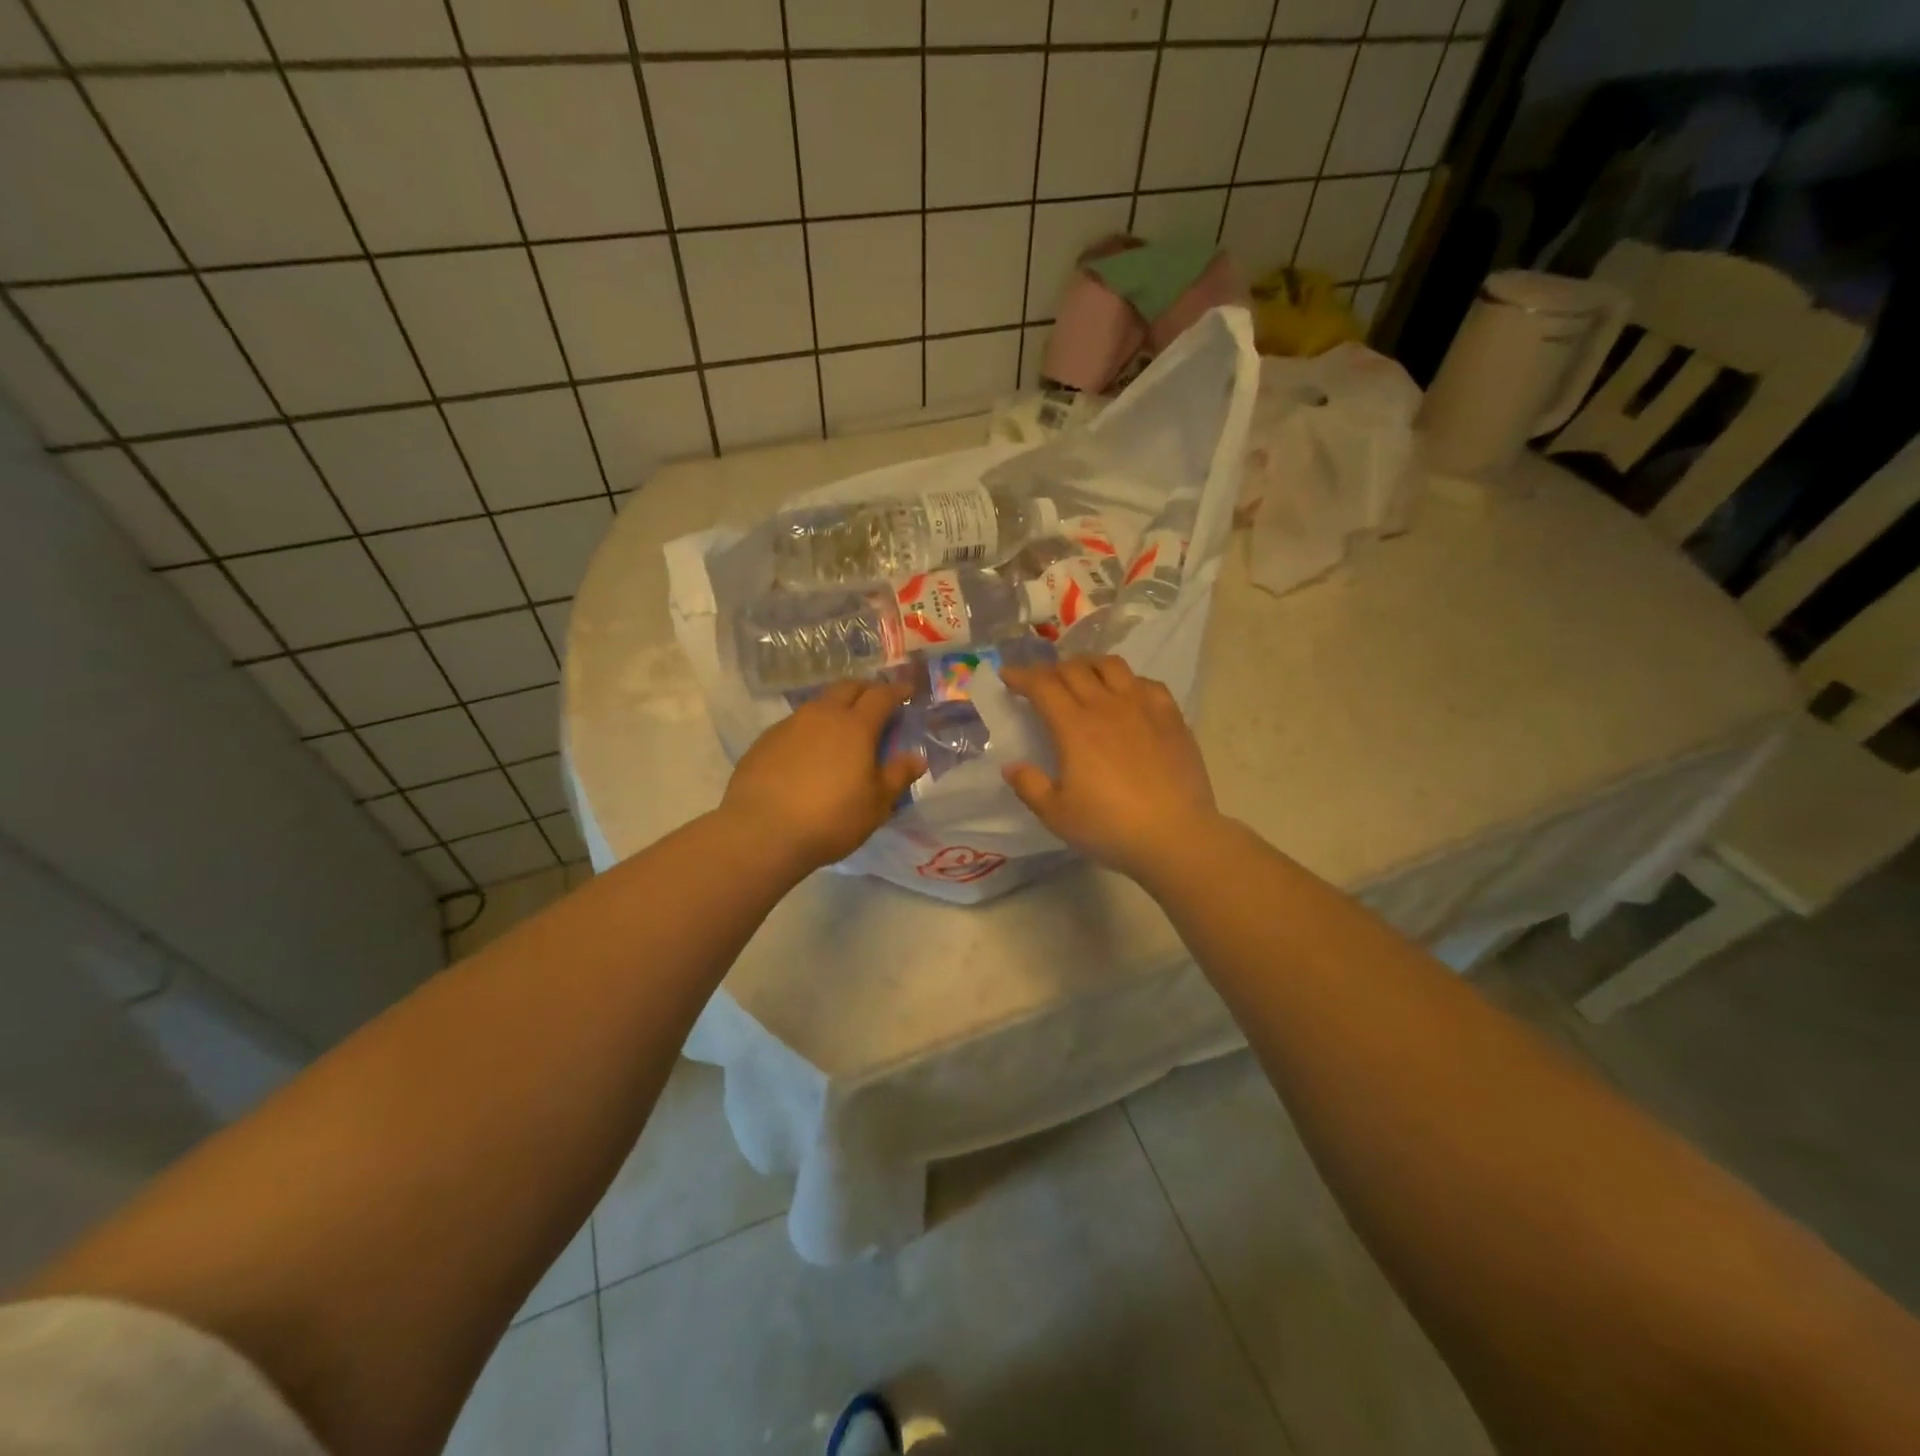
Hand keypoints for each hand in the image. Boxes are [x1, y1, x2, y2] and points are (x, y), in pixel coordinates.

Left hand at [720, 679, 924, 873]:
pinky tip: (809, 753)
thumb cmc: (831, 818)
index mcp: (855, 726)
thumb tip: (916, 758)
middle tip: (876, 703)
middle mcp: (822, 716)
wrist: (761, 832)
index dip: (897, 691)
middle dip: (866, 689)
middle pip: (847, 687)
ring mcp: (790, 725)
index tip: (907, 692)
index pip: (881, 696)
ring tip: (842, 728)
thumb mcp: (876, 805)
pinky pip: (795, 724)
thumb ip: (897, 776)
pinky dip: (811, 729)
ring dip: (836, 708)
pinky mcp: (765, 741)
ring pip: (819, 703)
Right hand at [1000, 658, 1220, 882]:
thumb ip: (1029, 786)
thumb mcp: (1056, 815)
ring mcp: (1143, 707)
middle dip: (1050, 669)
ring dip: (1088, 664)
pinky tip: (1126, 695)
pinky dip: (1128, 681)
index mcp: (1074, 727)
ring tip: (1081, 675)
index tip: (1008, 675)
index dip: (1021, 675)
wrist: (1176, 836)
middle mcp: (1107, 706)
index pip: (1042, 685)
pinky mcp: (1171, 717)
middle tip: (1041, 681)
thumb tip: (1011, 766)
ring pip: (1112, 666)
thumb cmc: (1109, 827)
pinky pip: (1146, 683)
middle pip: (1074, 669)